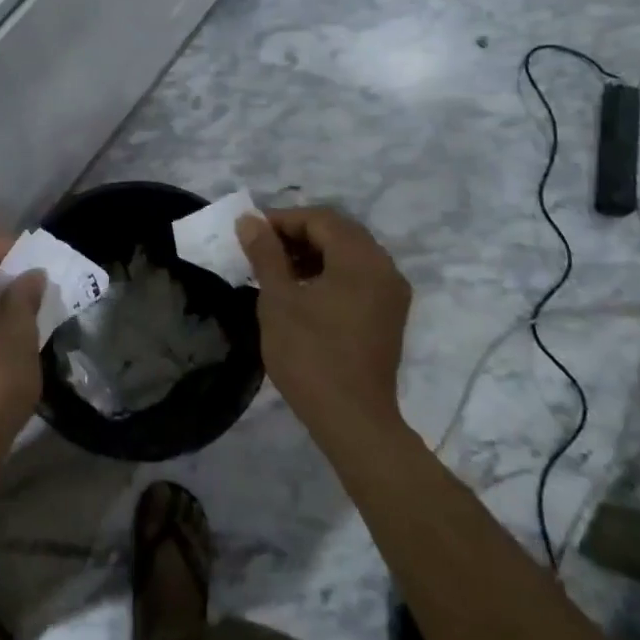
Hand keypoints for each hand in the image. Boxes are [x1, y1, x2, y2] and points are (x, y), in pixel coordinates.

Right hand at [238, 207, 411, 441]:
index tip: (250, 232)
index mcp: (360, 259)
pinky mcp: (389, 315)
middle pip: (338, 232)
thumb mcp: (278, 300)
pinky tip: (303, 291)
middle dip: (298, 234)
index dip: (282, 219)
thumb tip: (249, 220)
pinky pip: (358, 276)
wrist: (353, 420)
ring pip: (349, 254)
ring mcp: (391, 293)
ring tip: (277, 269)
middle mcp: (384, 267)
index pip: (320, 219)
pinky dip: (330, 272)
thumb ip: (265, 254)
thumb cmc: (310, 355)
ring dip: (313, 253)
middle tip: (262, 248)